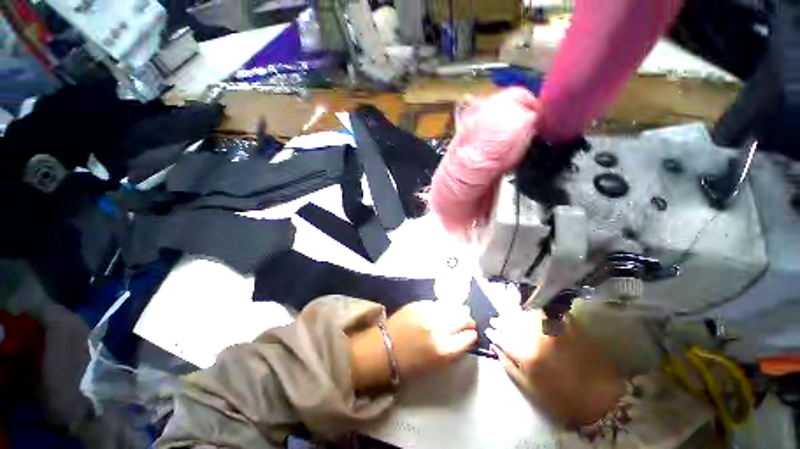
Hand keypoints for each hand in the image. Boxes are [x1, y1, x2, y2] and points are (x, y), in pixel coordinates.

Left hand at [350, 301, 477, 390]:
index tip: (471, 334)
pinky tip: (438, 311)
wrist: (383, 350)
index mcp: (444, 350)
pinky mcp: (417, 304)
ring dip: (456, 310)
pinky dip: (440, 307)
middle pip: (463, 318)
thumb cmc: (410, 364)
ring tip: (454, 313)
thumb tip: (465, 334)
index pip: (469, 337)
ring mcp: (426, 313)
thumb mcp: (437, 364)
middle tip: (466, 322)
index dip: (471, 335)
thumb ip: (453, 348)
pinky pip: (436, 303)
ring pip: (451, 306)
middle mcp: (438, 329)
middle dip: (467, 320)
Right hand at [486, 311, 624, 425]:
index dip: (493, 333)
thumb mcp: (529, 388)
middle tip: (495, 321)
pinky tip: (532, 314)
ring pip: (527, 314)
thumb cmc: (561, 398)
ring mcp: (554, 328)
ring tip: (510, 316)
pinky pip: (548, 313)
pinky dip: (536, 312)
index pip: (502, 337)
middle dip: (501, 321)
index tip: (488, 331)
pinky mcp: (568, 325)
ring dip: (515, 314)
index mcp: (526, 354)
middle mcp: (537, 336)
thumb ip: (509, 366)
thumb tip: (495, 348)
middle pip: (512, 322)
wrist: (600, 398)